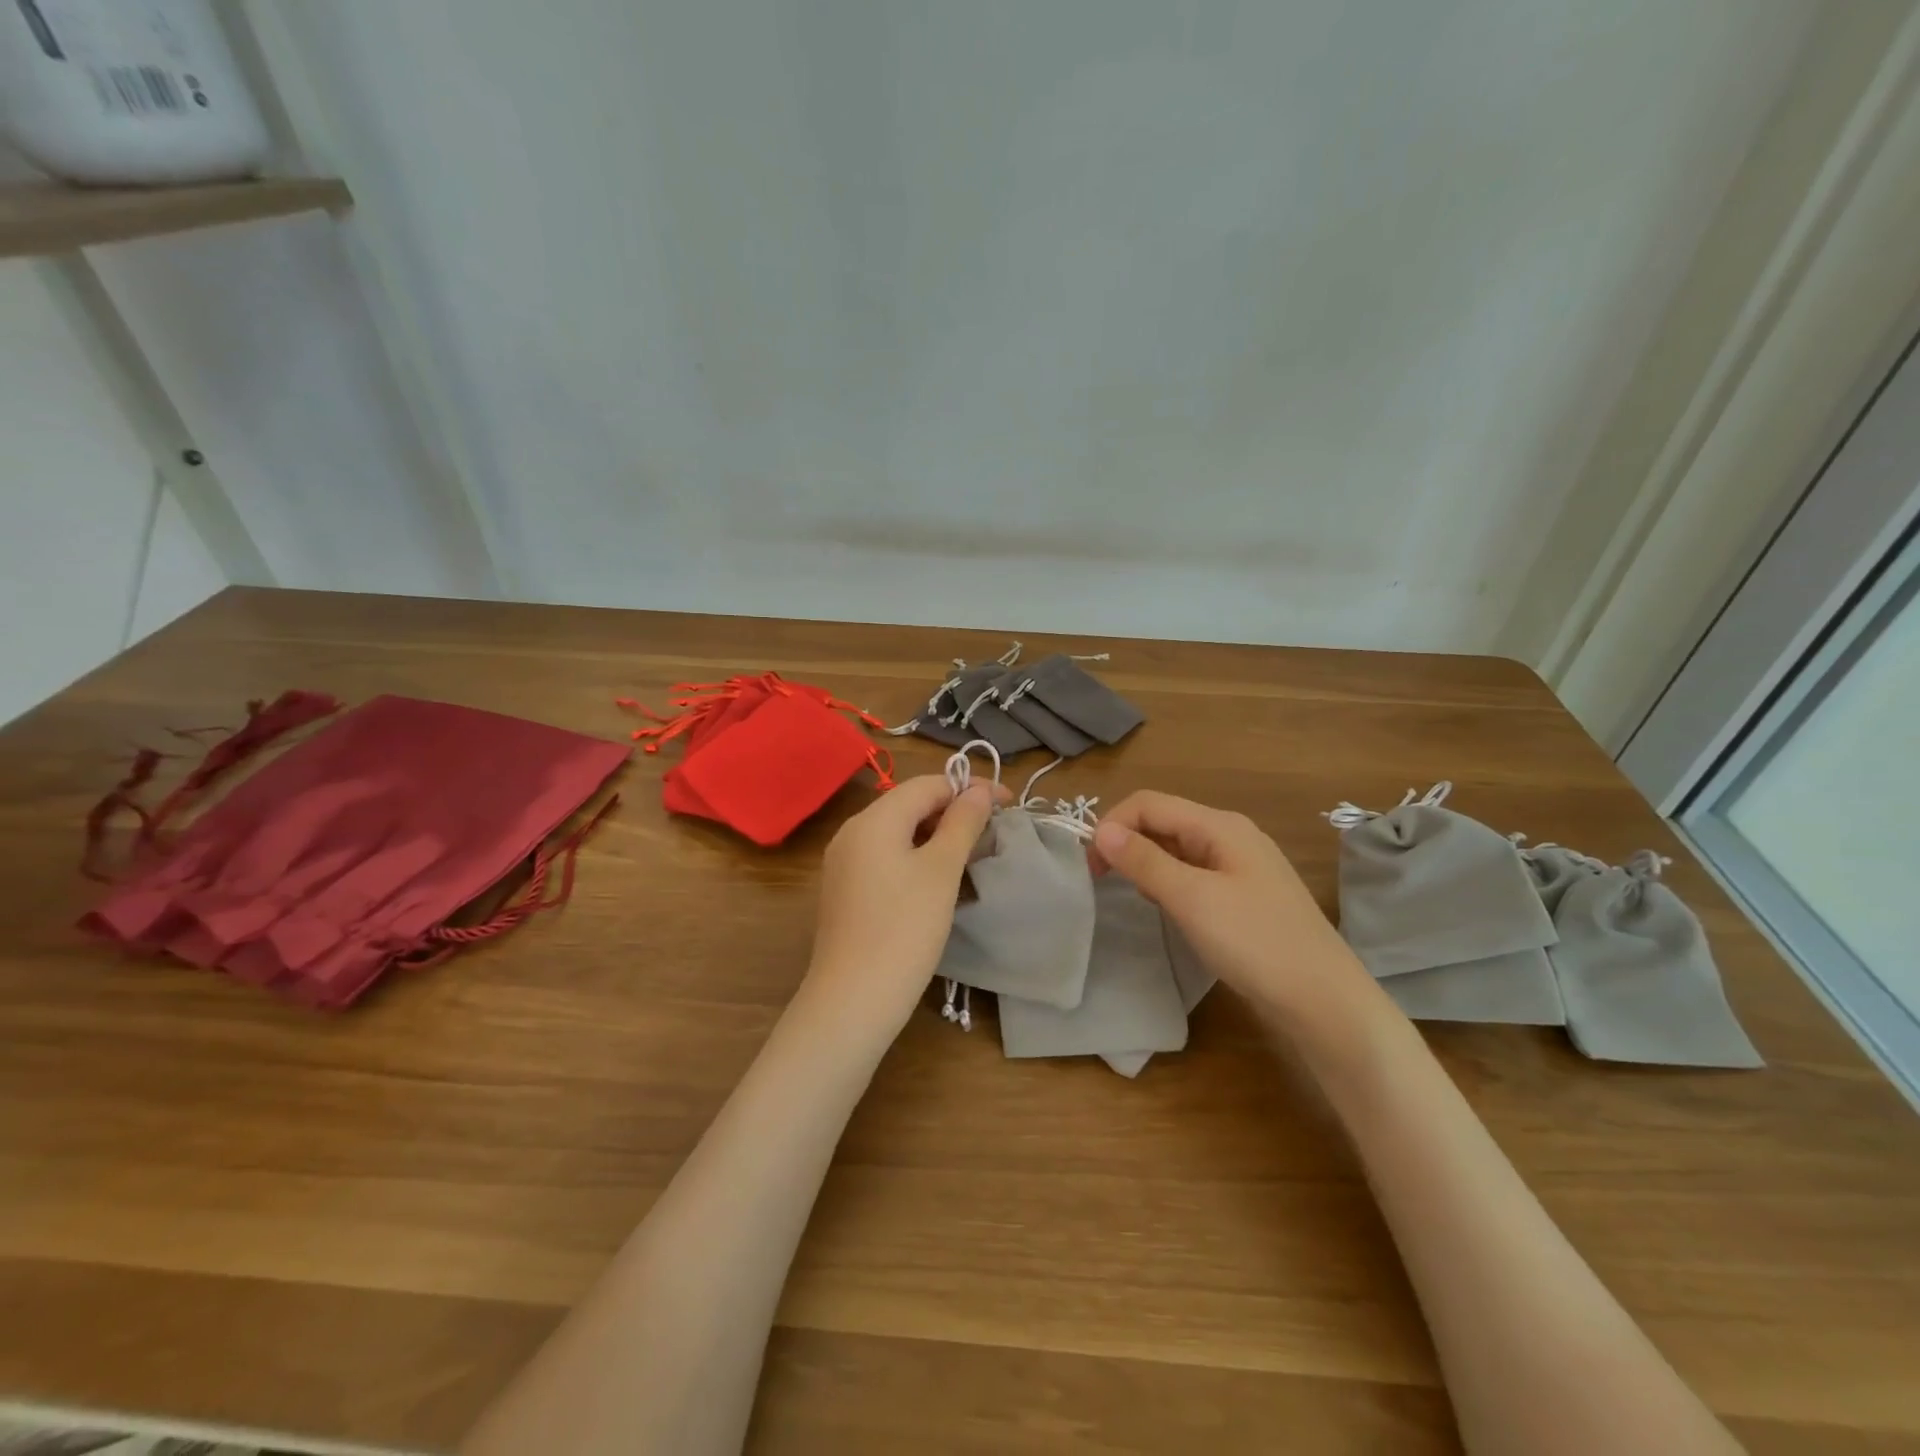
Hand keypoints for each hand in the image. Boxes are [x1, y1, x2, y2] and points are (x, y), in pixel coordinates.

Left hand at [803, 774, 1003, 1034]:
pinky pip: (886, 857)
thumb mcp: (941, 871)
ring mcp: (844, 863)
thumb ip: (962, 824)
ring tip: (973, 854)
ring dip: (938, 835)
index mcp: (874, 819)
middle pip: (910, 804)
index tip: (1009, 804)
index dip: (970, 788)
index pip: (928, 784)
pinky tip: (939, 879)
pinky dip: (917, 857)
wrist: (852, 1000)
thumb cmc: (904, 930)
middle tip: (993, 831)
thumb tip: (978, 790)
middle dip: (954, 811)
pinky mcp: (845, 890)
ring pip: (899, 832)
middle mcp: (852, 832)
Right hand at [1090, 791, 1384, 1035]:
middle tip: (1104, 882)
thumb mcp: (1191, 898)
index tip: (1090, 867)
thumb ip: (1144, 860)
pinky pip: (1194, 874)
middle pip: (1164, 821)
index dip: (1113, 825)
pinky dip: (1170, 883)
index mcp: (1220, 825)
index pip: (1149, 803)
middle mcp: (1231, 835)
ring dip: (1147, 864)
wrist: (1324, 1002)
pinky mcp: (1245, 896)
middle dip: (1128, 843)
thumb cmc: (1255, 942)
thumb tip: (1102, 830)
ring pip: (1177, 849)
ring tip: (1136, 897)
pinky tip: (1168, 910)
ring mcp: (1241, 866)